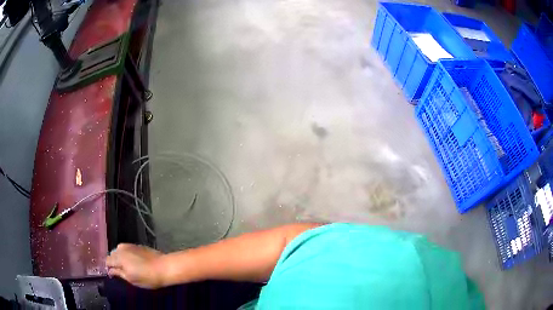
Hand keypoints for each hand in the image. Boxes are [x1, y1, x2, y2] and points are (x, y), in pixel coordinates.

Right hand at [106, 243, 164, 288]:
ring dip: (120, 257)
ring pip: (119, 250)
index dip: (108, 267)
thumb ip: (118, 273)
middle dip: (113, 261)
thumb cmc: (147, 277)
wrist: (164, 267)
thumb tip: (110, 270)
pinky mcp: (137, 245)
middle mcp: (121, 248)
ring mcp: (129, 245)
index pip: (107, 260)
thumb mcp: (131, 279)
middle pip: (112, 254)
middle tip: (119, 271)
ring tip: (126, 266)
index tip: (112, 274)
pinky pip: (126, 249)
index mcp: (118, 257)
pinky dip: (126, 254)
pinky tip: (132, 261)